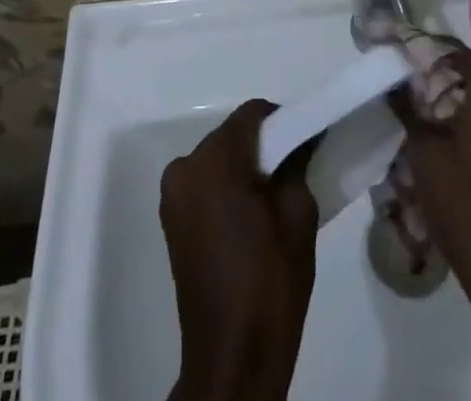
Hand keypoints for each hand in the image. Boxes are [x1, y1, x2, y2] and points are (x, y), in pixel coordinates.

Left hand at [161, 101, 317, 400]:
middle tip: (288, 172)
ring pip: (216, 159)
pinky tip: (245, 218)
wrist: (233, 357)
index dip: (280, 122)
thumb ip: (296, 164)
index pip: (252, 114)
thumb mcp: (299, 214)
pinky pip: (203, 184)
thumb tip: (297, 140)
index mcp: (216, 159)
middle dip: (259, 147)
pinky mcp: (170, 219)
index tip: (301, 141)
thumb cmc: (270, 281)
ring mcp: (172, 193)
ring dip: (240, 168)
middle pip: (231, 135)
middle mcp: (186, 166)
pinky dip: (223, 188)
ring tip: (266, 201)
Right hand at [387, 48, 470, 314]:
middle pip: (470, 75)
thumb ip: (408, 107)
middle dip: (436, 80)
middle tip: (403, 90)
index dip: (423, 52)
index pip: (453, 52)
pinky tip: (444, 140)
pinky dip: (470, 124)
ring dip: (453, 104)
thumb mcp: (424, 150)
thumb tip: (395, 83)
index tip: (397, 58)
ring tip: (418, 115)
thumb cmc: (463, 202)